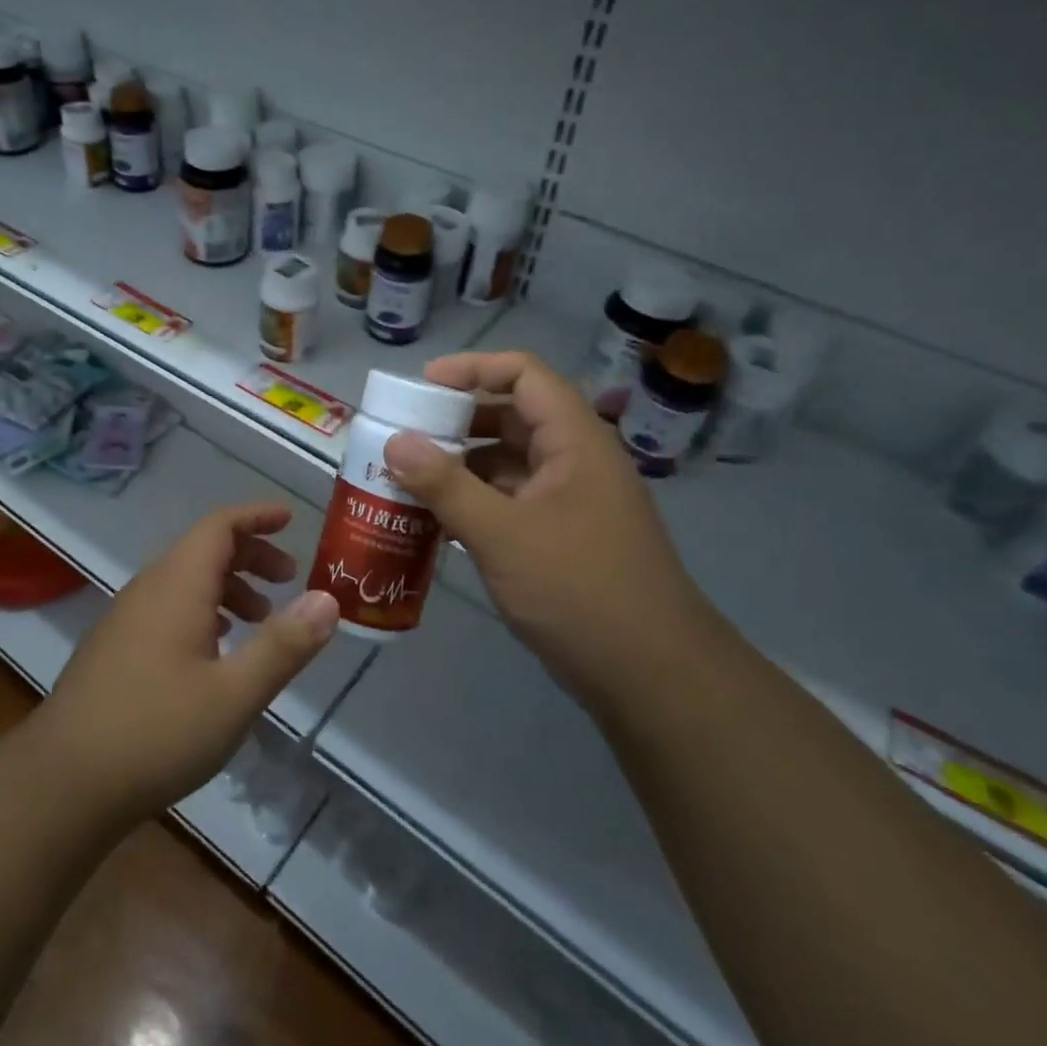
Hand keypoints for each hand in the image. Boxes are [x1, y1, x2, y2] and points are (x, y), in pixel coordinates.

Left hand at [33, 502, 338, 828]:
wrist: (63, 782)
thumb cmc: (157, 732)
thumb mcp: (235, 694)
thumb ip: (284, 645)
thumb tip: (327, 599)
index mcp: (177, 584)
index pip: (220, 525)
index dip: (257, 516)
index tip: (290, 519)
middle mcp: (149, 588)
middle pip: (203, 549)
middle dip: (250, 554)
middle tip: (288, 578)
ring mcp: (126, 617)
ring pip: (185, 579)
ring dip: (227, 586)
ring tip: (260, 617)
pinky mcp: (115, 647)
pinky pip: (167, 606)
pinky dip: (202, 610)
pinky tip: (215, 649)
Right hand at [382, 351, 717, 702]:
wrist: (651, 676)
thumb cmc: (579, 589)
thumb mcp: (503, 534)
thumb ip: (445, 485)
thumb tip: (394, 442)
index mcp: (575, 441)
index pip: (524, 375)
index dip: (473, 368)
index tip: (422, 387)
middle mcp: (575, 461)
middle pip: (512, 416)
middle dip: (457, 421)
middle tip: (404, 435)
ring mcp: (570, 501)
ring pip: (508, 463)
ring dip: (461, 465)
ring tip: (407, 477)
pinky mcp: (561, 537)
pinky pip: (510, 501)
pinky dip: (474, 502)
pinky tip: (435, 520)